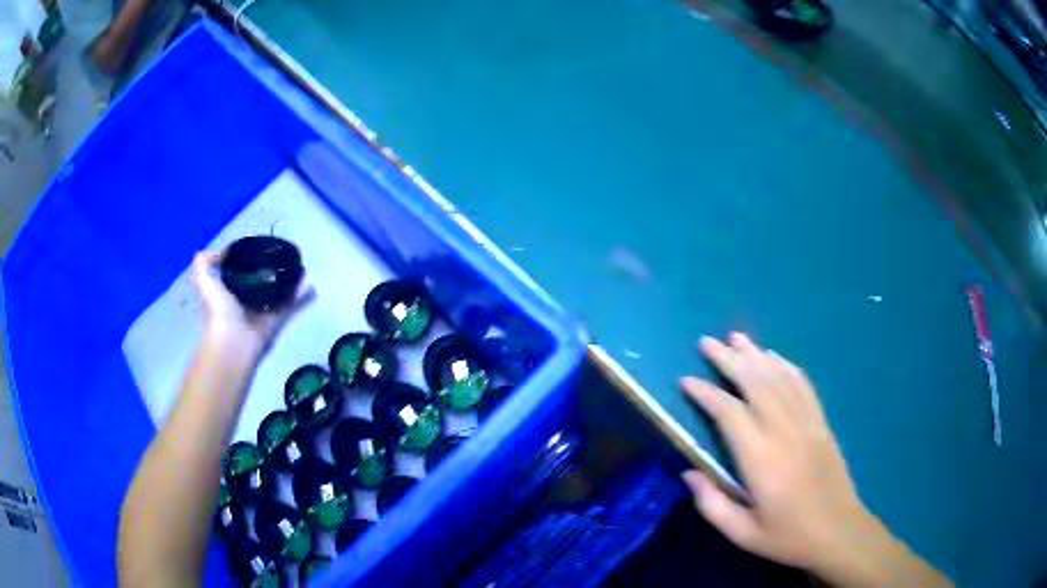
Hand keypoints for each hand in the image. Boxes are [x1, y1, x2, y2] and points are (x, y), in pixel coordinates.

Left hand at [190, 251, 310, 356]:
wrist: (233, 343)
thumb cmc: (219, 312)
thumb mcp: (206, 284)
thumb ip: (204, 266)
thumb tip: (214, 251)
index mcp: (230, 292)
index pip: (240, 273)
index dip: (249, 261)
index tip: (261, 248)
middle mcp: (246, 301)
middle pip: (262, 282)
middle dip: (273, 270)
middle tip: (286, 257)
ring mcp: (262, 312)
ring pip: (278, 293)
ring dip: (289, 281)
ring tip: (301, 267)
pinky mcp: (275, 321)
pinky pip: (289, 305)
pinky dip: (299, 296)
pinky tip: (308, 282)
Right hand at [679, 333, 876, 574]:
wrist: (838, 531)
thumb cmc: (787, 536)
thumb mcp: (743, 534)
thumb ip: (712, 505)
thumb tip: (688, 472)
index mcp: (761, 459)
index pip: (729, 413)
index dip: (706, 393)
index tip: (686, 380)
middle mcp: (784, 431)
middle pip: (755, 383)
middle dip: (729, 360)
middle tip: (707, 342)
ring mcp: (807, 423)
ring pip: (779, 378)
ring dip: (756, 355)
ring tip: (736, 337)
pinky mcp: (821, 423)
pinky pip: (803, 386)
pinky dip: (786, 367)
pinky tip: (775, 357)